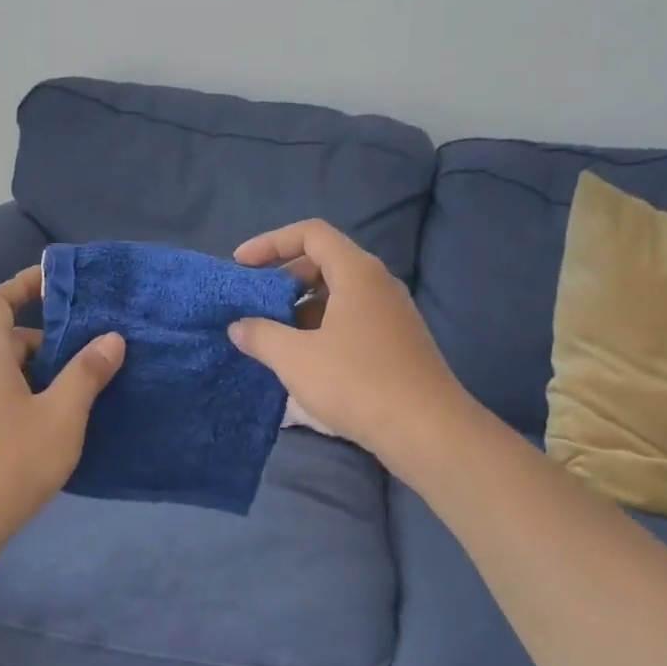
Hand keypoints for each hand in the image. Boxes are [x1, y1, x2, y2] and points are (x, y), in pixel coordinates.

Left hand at [0, 267, 124, 538]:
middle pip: (7, 339)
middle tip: (91, 353)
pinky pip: (2, 399)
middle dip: (49, 341)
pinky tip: (59, 426)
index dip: (24, 285)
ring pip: (8, 373)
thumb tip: (112, 338)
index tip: (58, 283)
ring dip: (43, 374)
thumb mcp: (61, 415)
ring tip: (85, 390)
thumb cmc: (8, 462)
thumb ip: (87, 373)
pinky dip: (31, 398)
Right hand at [232, 221, 473, 476]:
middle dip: (284, 276)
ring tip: (271, 335)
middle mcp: (378, 284)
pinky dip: (321, 327)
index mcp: (357, 272)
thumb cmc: (357, 383)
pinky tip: (303, 359)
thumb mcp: (296, 358)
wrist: (427, 431)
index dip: (270, 242)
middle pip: (324, 261)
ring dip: (301, 307)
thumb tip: (239, 326)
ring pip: (338, 294)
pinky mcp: (397, 343)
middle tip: (255, 301)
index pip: (310, 234)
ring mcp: (392, 314)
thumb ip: (261, 335)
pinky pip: (351, 319)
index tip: (241, 265)